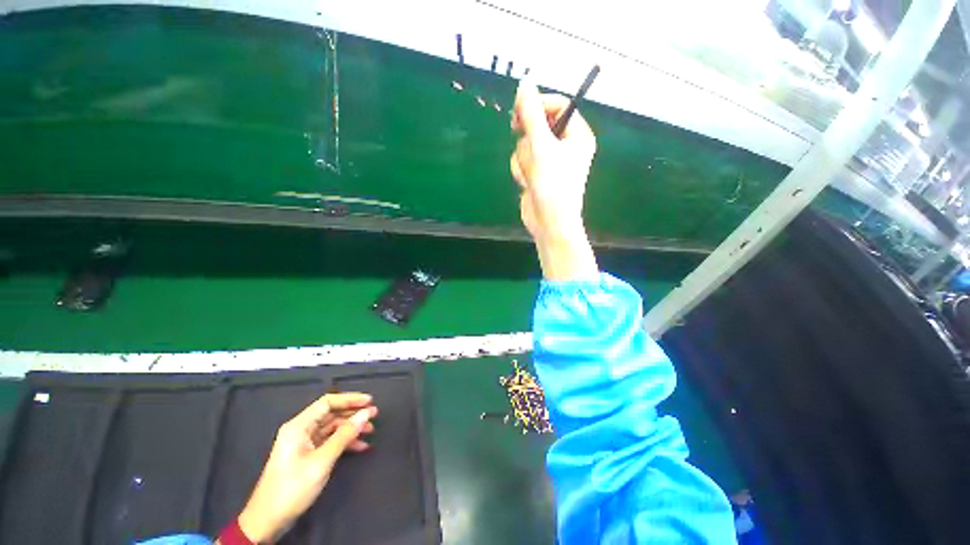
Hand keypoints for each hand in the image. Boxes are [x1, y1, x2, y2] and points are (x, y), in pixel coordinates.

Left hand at [236, 393, 377, 543]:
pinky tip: (360, 446)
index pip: (328, 402)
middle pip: (332, 413)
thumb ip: (345, 435)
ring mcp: (304, 443)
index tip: (370, 401)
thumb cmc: (292, 487)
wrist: (268, 521)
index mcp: (299, 426)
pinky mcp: (308, 455)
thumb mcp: (322, 461)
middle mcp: (301, 430)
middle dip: (353, 414)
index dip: (350, 399)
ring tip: (371, 430)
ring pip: (333, 427)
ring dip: (352, 428)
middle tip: (374, 415)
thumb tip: (366, 413)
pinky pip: (330, 441)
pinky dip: (345, 442)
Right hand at [510, 79, 598, 280]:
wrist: (549, 223)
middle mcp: (565, 146)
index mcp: (577, 135)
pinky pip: (522, 160)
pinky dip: (521, 171)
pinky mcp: (537, 173)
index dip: (538, 106)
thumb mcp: (541, 146)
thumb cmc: (552, 185)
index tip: (520, 111)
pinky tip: (527, 183)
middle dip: (528, 140)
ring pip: (526, 145)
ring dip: (523, 160)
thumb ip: (531, 114)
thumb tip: (524, 83)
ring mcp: (550, 161)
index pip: (558, 106)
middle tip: (527, 147)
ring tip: (531, 175)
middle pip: (538, 125)